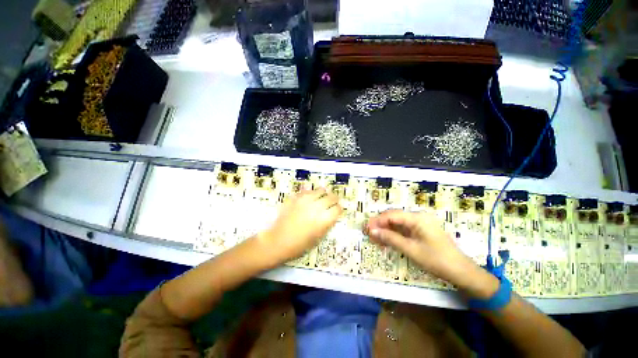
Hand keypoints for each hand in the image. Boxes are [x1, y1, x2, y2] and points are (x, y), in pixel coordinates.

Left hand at [260, 188, 342, 264]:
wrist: (277, 241)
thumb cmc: (299, 244)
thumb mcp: (318, 237)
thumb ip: (327, 223)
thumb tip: (331, 214)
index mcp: (324, 219)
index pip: (338, 208)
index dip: (339, 209)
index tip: (337, 210)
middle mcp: (317, 206)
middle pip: (332, 197)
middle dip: (334, 200)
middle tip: (332, 202)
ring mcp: (306, 200)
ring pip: (321, 190)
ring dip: (323, 194)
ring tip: (321, 198)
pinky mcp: (296, 197)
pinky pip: (308, 191)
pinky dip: (311, 194)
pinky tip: (309, 198)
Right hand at [366, 210, 497, 297]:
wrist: (461, 272)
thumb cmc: (436, 260)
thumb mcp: (411, 249)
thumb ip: (390, 238)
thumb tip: (372, 231)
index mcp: (417, 218)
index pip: (392, 215)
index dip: (378, 221)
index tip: (366, 228)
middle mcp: (418, 217)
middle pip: (394, 217)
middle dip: (380, 225)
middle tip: (369, 233)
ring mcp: (420, 224)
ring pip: (397, 223)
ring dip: (386, 230)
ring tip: (375, 238)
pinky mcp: (421, 231)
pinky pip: (404, 229)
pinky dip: (394, 234)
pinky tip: (386, 240)